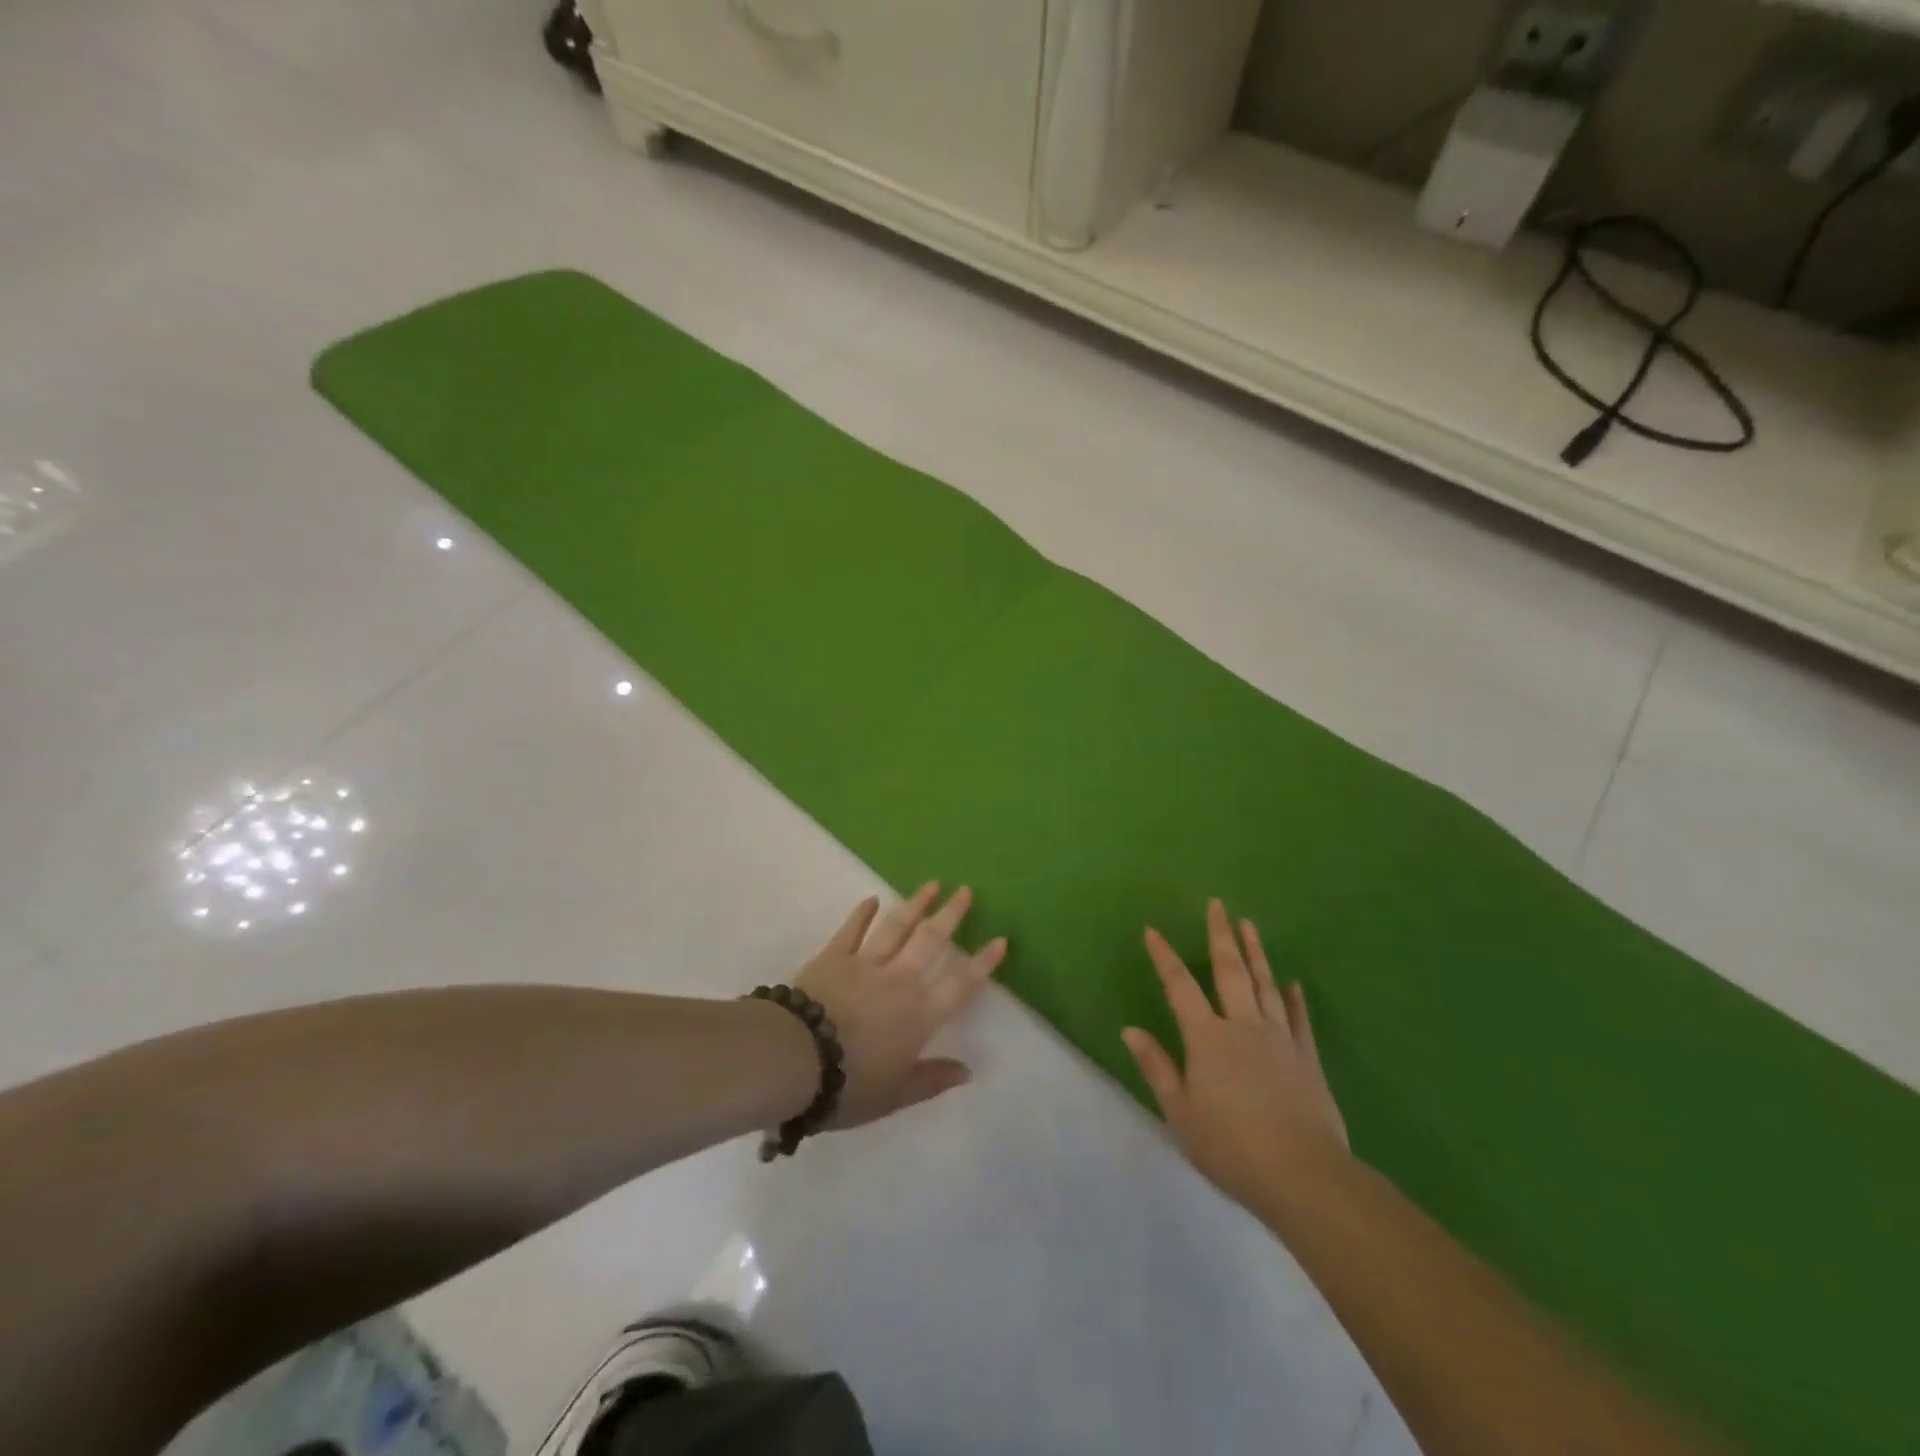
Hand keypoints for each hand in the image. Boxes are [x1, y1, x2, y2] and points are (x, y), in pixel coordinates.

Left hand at [795, 883, 1006, 1129]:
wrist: (795, 1057)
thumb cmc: (849, 1083)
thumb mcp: (896, 1094)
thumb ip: (932, 1079)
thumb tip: (968, 1071)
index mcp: (920, 1014)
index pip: (960, 984)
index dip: (982, 963)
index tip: (1000, 939)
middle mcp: (899, 981)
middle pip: (931, 942)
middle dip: (951, 915)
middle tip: (965, 890)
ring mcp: (865, 964)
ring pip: (897, 928)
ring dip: (915, 904)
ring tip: (931, 884)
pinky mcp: (833, 956)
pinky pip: (852, 930)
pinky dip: (862, 914)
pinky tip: (871, 899)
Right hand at [1123, 898, 1348, 1210]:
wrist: (1304, 1176)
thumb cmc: (1231, 1146)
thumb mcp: (1180, 1112)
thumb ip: (1157, 1067)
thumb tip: (1130, 1029)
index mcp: (1207, 1038)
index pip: (1180, 987)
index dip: (1165, 957)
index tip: (1152, 931)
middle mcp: (1243, 1026)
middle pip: (1230, 971)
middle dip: (1220, 935)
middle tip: (1217, 904)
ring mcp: (1280, 1039)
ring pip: (1266, 985)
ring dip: (1256, 953)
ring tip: (1249, 925)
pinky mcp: (1307, 1059)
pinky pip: (1300, 1019)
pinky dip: (1295, 998)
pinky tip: (1293, 983)